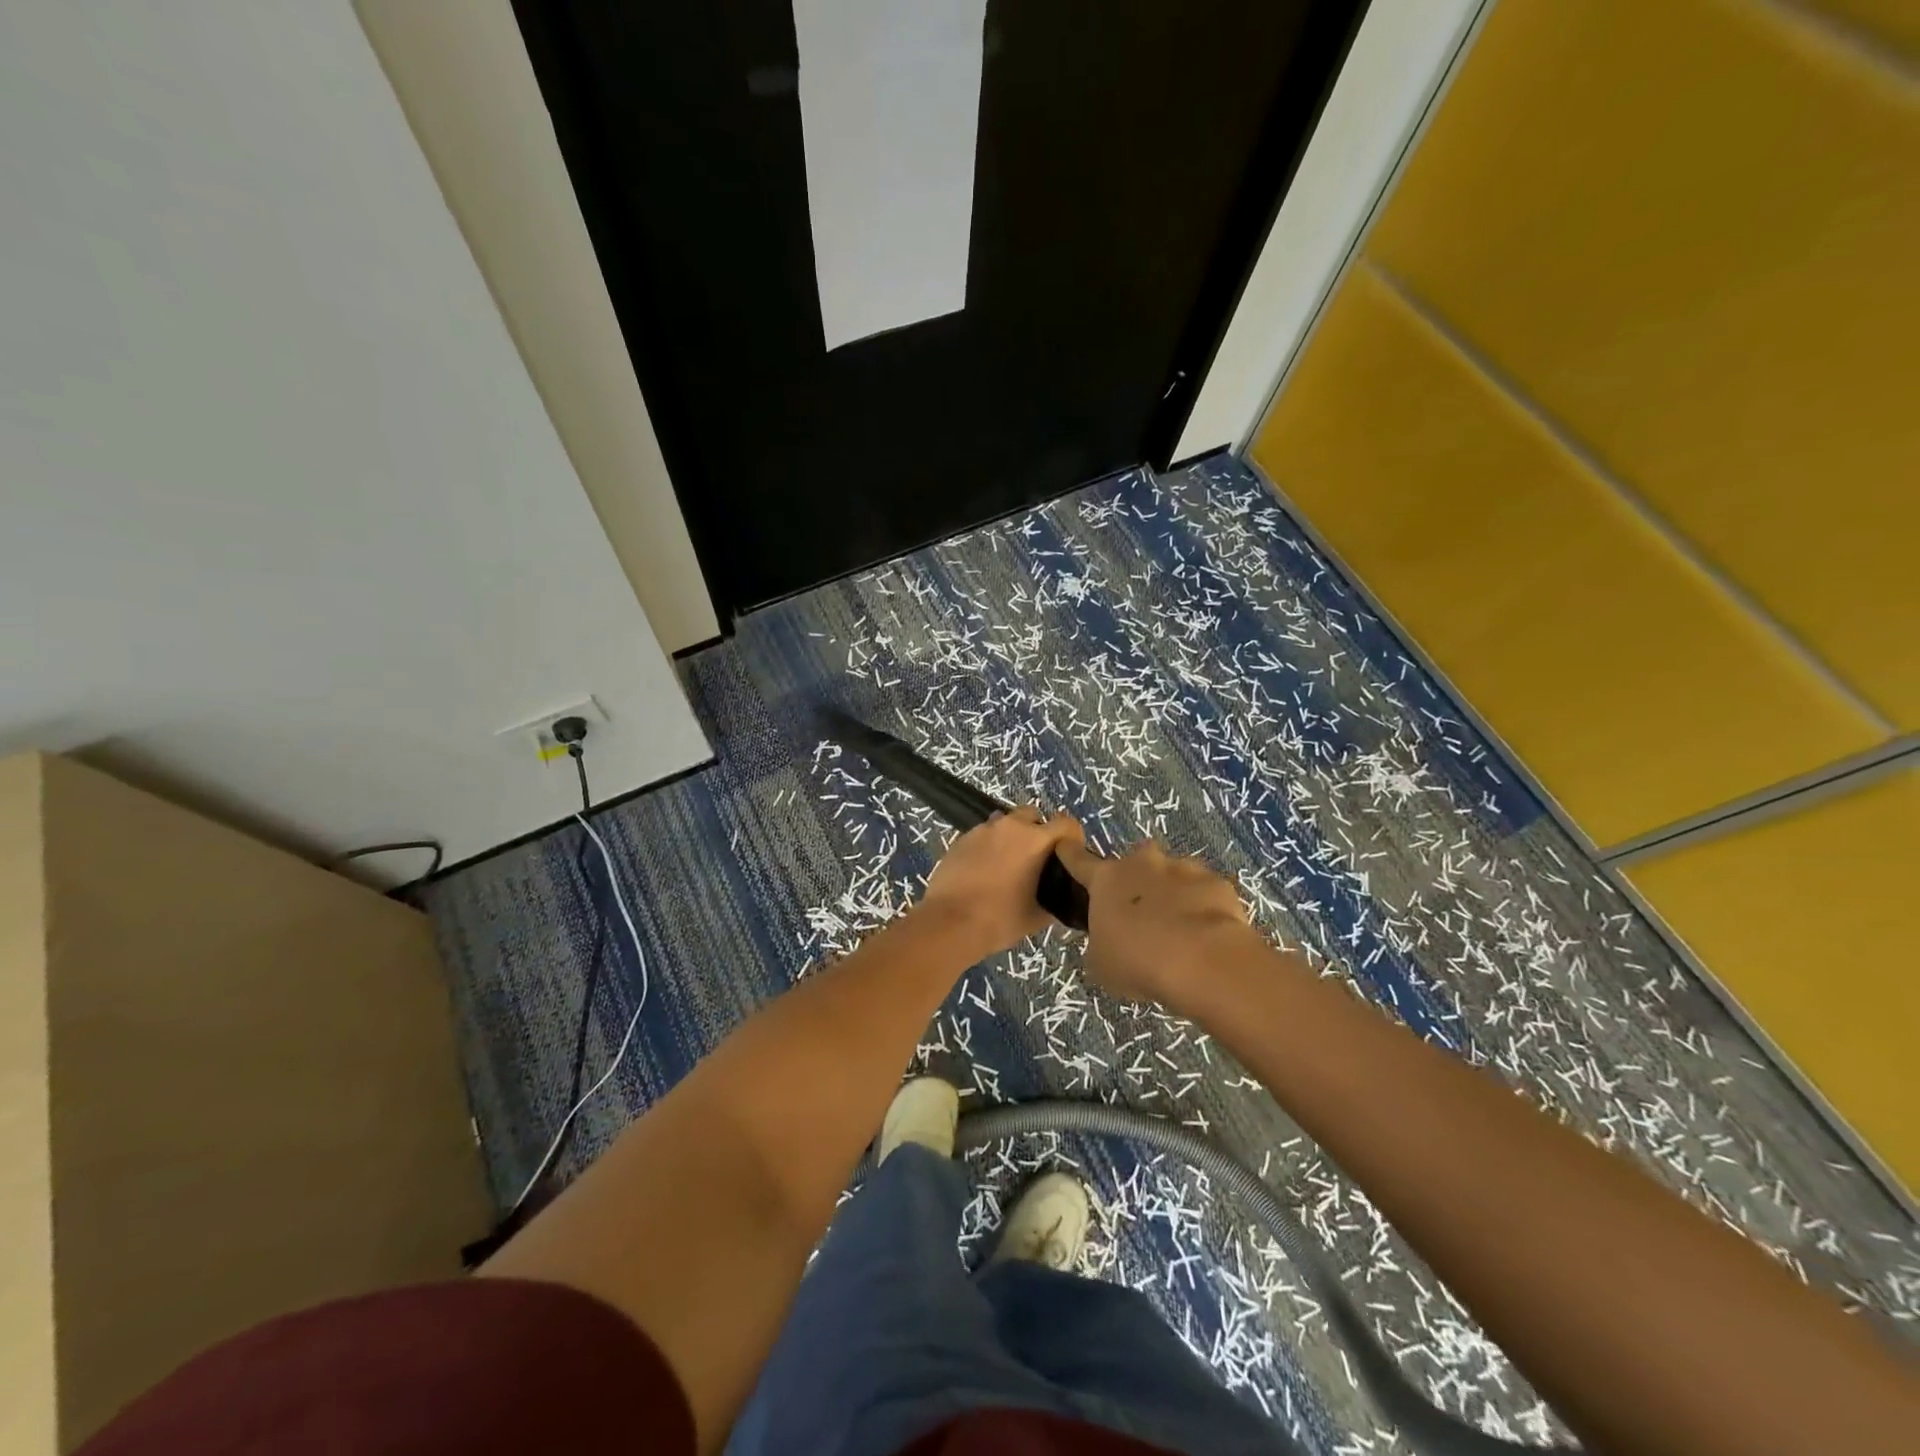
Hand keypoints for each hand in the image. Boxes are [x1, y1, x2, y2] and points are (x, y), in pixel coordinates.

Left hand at [917, 807, 1084, 959]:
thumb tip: (1058, 897)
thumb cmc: (1000, 919)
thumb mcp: (1037, 916)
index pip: (1066, 823)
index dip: (1072, 836)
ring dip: (1011, 837)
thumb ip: (1054, 900)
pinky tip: (984, 871)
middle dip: (1038, 831)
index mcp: (1035, 840)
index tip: (1069, 855)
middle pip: (1033, 815)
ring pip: (1005, 823)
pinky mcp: (961, 839)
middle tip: (1037, 859)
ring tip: (1009, 864)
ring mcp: (982, 830)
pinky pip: (983, 835)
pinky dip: (989, 846)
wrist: (949, 922)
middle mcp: (1009, 826)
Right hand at [1055, 838, 1254, 1009]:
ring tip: (1181, 930)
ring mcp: (1183, 869)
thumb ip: (1101, 942)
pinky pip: (1205, 892)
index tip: (1065, 845)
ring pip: (1173, 875)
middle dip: (1137, 881)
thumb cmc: (1137, 961)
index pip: (1079, 860)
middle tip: (1143, 914)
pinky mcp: (1217, 882)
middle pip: (1134, 862)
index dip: (1070, 853)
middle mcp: (1143, 864)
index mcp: (1106, 880)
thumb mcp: (1101, 962)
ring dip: (1172, 894)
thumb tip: (1109, 939)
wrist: (1202, 961)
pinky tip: (1208, 934)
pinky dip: (1204, 907)